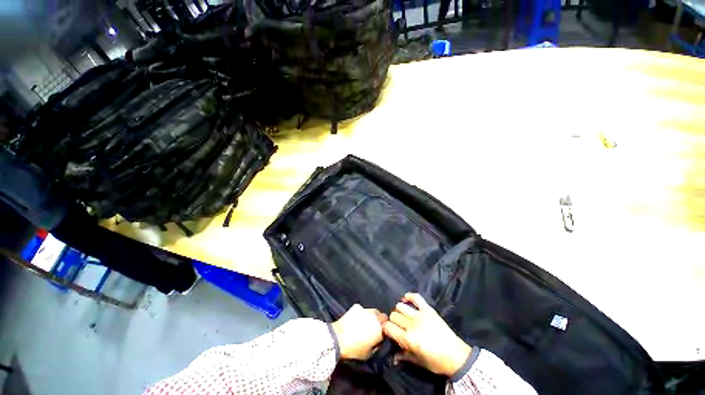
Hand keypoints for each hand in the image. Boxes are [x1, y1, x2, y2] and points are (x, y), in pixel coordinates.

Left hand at [332, 304, 387, 359]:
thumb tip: (379, 340)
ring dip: (370, 317)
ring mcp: (366, 309)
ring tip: (363, 324)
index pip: (389, 326)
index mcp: (381, 328)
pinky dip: (360, 314)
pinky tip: (355, 320)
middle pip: (381, 316)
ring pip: (372, 311)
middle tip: (372, 329)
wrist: (338, 339)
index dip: (385, 330)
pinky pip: (362, 310)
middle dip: (378, 321)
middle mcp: (375, 316)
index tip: (381, 335)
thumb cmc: (354, 349)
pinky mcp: (356, 306)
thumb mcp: (370, 353)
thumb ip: (378, 344)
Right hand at [383, 293, 471, 376]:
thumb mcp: (418, 362)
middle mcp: (412, 325)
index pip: (389, 327)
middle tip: (398, 326)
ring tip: (403, 317)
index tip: (388, 331)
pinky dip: (409, 296)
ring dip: (399, 311)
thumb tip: (393, 356)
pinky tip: (406, 299)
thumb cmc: (436, 362)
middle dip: (393, 321)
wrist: (457, 356)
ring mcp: (420, 315)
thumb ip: (403, 356)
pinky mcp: (428, 309)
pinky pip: (416, 297)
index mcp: (408, 339)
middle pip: (394, 315)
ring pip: (400, 306)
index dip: (386, 328)